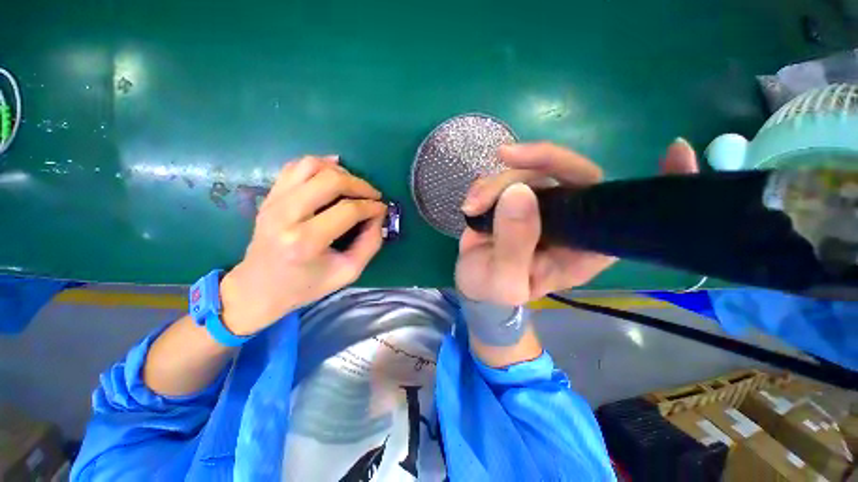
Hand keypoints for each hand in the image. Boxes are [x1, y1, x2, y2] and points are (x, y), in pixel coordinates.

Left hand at [219, 155, 386, 335]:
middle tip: (373, 195)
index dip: (372, 206)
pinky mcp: (270, 196)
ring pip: (311, 166)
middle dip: (359, 184)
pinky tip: (333, 173)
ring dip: (340, 171)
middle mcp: (286, 215)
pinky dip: (319, 164)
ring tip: (354, 185)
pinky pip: (295, 166)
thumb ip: (370, 244)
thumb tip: (378, 216)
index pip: (348, 210)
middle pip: (330, 181)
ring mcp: (273, 202)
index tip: (382, 208)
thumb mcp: (347, 272)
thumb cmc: (305, 285)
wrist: (258, 288)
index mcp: (305, 241)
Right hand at [456, 139, 698, 304]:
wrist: (475, 284)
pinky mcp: (518, 198)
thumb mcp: (503, 281)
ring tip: (472, 206)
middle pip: (572, 172)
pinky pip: (508, 175)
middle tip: (505, 159)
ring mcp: (543, 205)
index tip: (678, 149)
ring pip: (532, 170)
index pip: (629, 214)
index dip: (660, 183)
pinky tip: (471, 204)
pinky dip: (485, 184)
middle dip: (538, 161)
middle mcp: (572, 220)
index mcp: (583, 247)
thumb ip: (513, 245)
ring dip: (497, 182)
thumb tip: (520, 193)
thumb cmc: (495, 292)